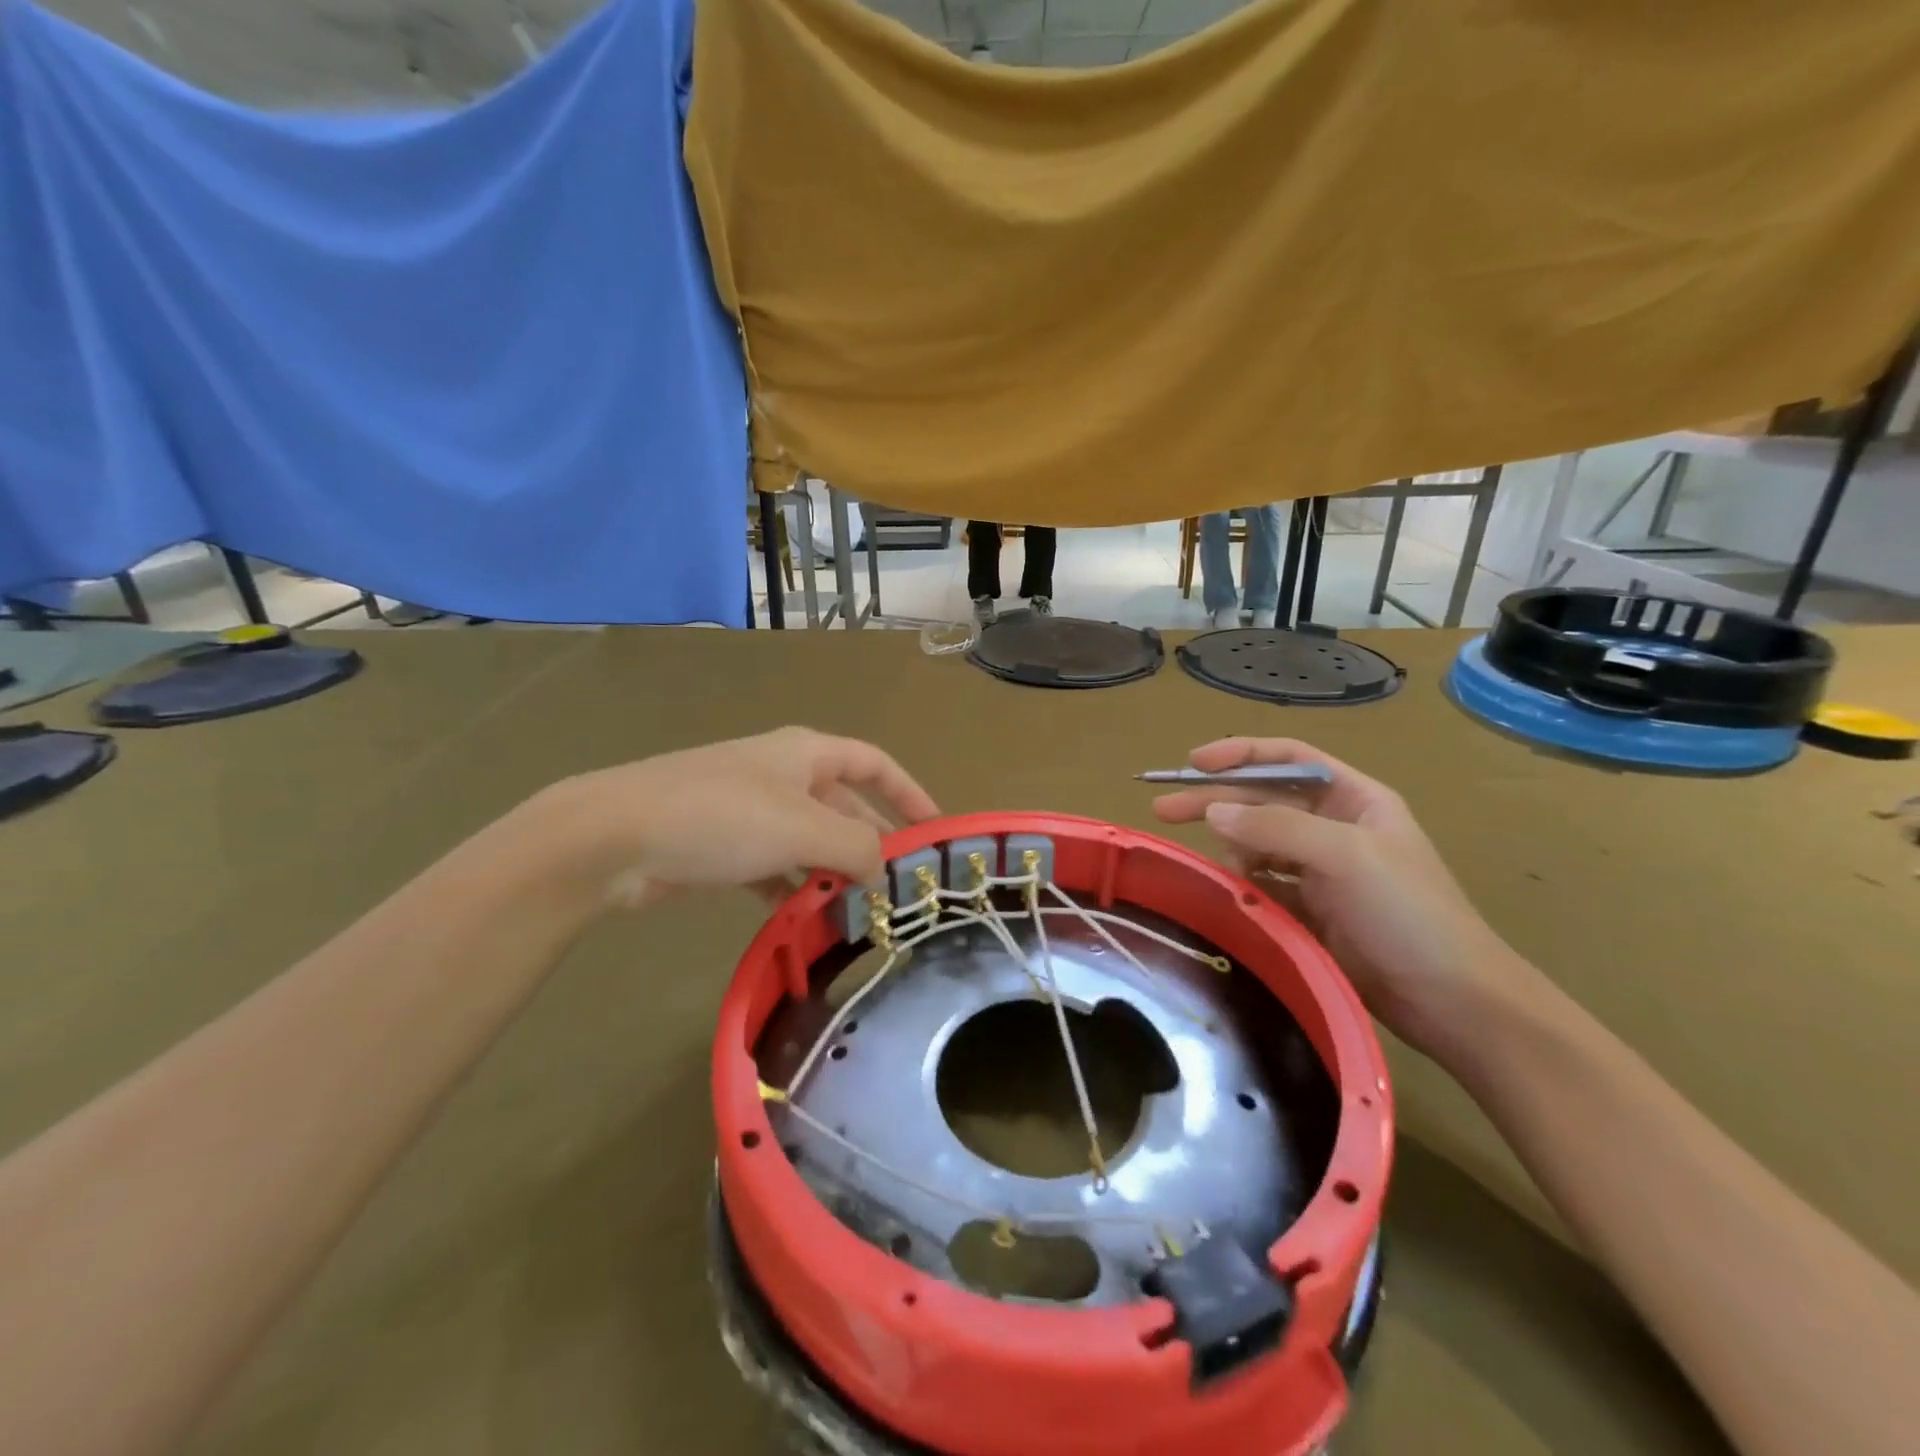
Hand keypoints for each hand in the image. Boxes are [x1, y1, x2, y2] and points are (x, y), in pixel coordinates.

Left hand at [534, 727, 940, 910]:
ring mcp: (750, 811)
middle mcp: (783, 776)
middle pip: (844, 808)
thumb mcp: (803, 828)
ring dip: (832, 874)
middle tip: (900, 890)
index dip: (909, 793)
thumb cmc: (723, 815)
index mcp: (807, 754)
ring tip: (860, 914)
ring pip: (809, 842)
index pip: (875, 764)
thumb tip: (885, 869)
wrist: (616, 837)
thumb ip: (856, 848)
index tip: (936, 830)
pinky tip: (803, 920)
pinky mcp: (722, 847)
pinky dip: (792, 890)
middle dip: (871, 845)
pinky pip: (773, 868)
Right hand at [1152, 737, 1533, 1059]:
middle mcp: (1334, 827)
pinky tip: (1230, 895)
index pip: (1288, 759)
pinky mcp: (1309, 911)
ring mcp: (1320, 871)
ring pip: (1257, 844)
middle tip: (1163, 810)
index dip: (1240, 754)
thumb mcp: (1346, 856)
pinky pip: (1262, 885)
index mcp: (1353, 799)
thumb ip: (1276, 827)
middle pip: (1263, 800)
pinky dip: (1242, 885)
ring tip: (1221, 871)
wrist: (1452, 1002)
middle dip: (1216, 801)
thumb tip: (1213, 811)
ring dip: (1232, 849)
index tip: (1193, 763)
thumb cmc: (1409, 913)